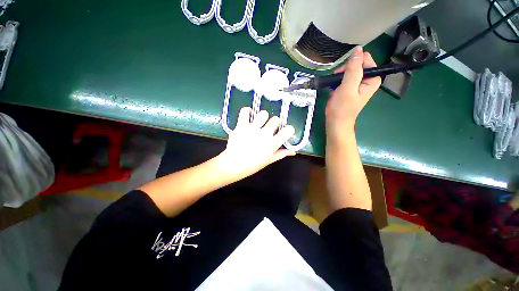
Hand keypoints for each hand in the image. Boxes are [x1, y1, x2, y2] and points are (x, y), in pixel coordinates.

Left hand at [218, 107, 295, 178]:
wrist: (234, 165)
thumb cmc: (253, 165)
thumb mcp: (269, 160)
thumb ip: (281, 154)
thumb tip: (292, 152)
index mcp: (273, 144)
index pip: (288, 130)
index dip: (288, 129)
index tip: (284, 132)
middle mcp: (264, 134)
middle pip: (276, 119)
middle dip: (274, 123)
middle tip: (269, 128)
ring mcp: (252, 129)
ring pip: (263, 114)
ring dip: (263, 117)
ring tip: (259, 122)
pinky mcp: (241, 126)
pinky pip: (245, 112)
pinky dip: (247, 111)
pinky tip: (249, 115)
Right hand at [326, 47, 380, 138]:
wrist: (336, 122)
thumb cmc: (342, 107)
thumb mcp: (348, 87)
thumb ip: (353, 69)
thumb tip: (358, 50)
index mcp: (373, 78)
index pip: (365, 59)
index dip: (352, 63)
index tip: (342, 73)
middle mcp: (367, 79)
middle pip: (356, 64)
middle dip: (344, 70)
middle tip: (337, 81)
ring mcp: (358, 84)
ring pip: (348, 70)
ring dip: (339, 75)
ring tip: (334, 85)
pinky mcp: (350, 88)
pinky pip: (344, 77)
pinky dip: (337, 80)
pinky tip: (333, 87)